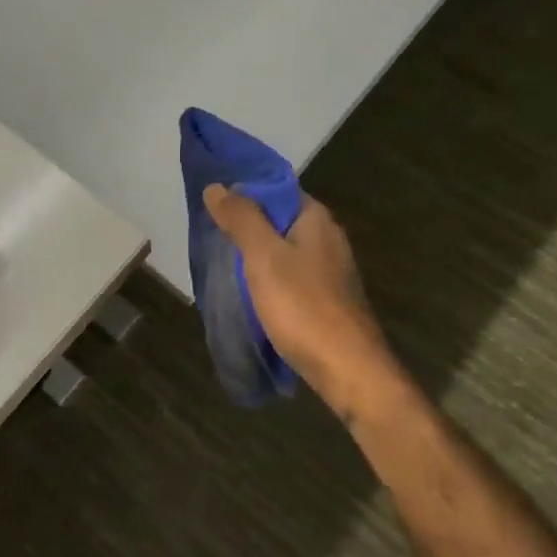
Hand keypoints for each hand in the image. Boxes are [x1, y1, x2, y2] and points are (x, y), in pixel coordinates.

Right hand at [203, 184, 395, 411]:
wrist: (347, 369)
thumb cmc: (303, 306)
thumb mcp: (263, 256)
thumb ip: (241, 219)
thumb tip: (217, 187)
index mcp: (316, 219)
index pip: (276, 188)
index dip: (244, 191)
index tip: (212, 202)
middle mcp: (327, 238)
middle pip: (279, 219)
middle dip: (246, 225)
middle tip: (209, 234)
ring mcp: (330, 270)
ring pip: (284, 250)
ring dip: (255, 254)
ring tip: (221, 262)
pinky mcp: (327, 299)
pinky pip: (290, 276)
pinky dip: (268, 278)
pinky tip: (248, 292)